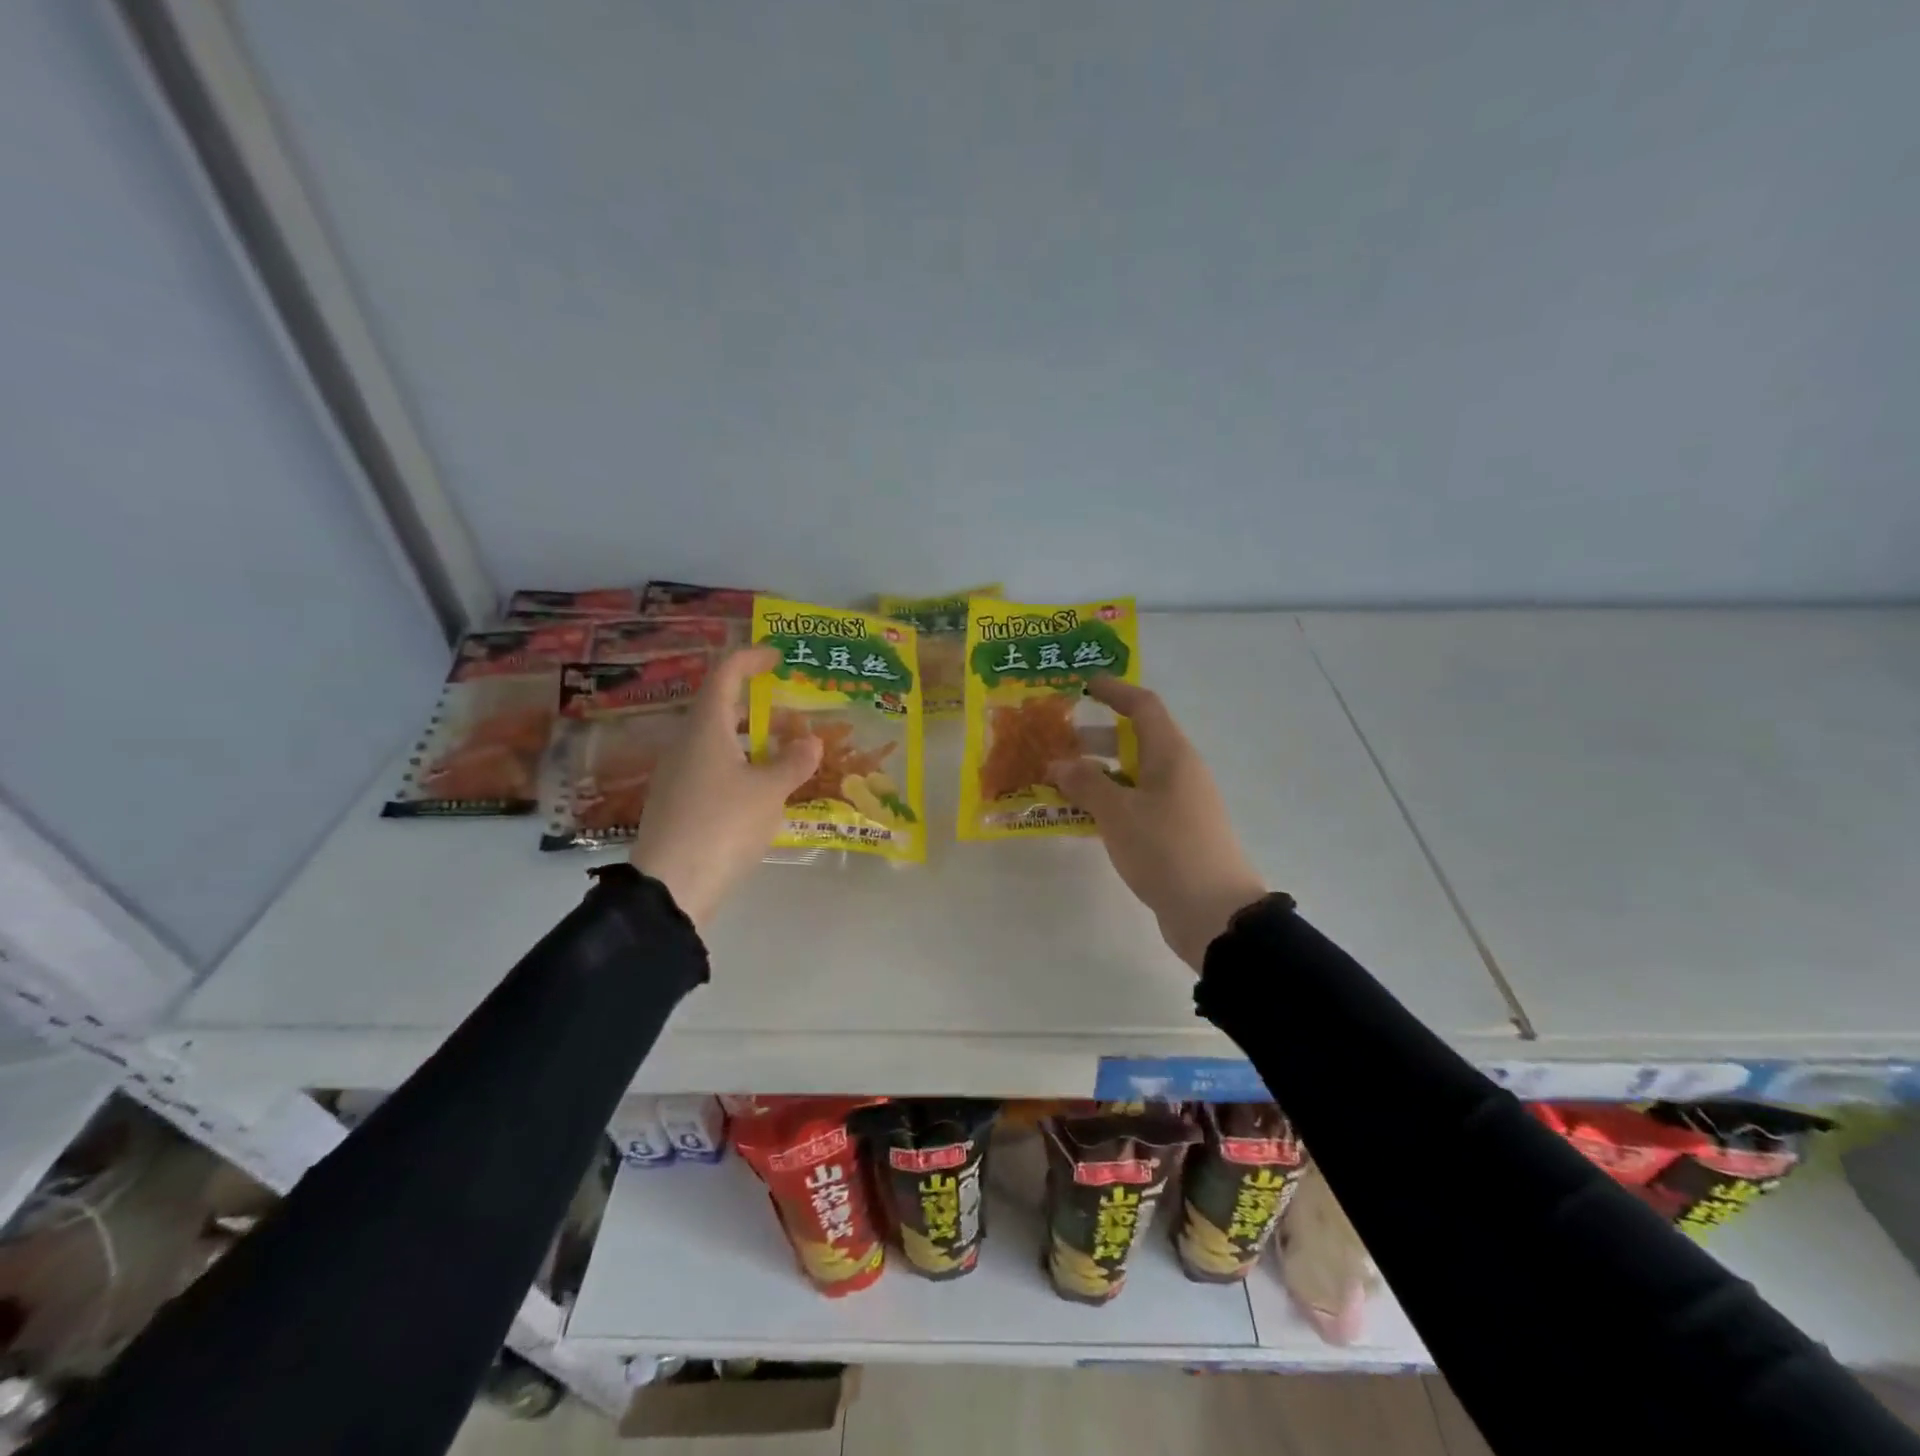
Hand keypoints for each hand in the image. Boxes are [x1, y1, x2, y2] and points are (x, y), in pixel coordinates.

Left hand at [629, 646, 822, 927]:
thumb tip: (812, 741)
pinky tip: (763, 792)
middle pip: (721, 710)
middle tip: (794, 715)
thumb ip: (794, 763)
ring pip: (718, 743)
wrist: (671, 888)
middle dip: (758, 707)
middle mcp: (686, 745)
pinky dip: (741, 767)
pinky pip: (712, 770)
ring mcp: (677, 776)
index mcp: (705, 729)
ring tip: (786, 754)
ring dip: (752, 741)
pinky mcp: (677, 805)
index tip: (777, 657)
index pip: (725, 676)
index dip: (750, 659)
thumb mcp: (769, 792)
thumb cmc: (723, 825)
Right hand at [1048, 678, 1267, 971]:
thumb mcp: (1118, 813)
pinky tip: (1083, 817)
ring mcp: (1181, 803)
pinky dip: (1111, 801)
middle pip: (1136, 740)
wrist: (1215, 912)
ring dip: (1099, 773)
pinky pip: (1138, 803)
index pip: (1143, 706)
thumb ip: (1085, 783)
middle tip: (1057, 741)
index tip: (1084, 685)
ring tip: (1060, 781)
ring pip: (1134, 775)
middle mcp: (1179, 771)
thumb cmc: (1166, 850)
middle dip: (1096, 738)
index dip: (1114, 691)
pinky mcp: (1177, 831)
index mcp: (1171, 754)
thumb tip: (1059, 763)